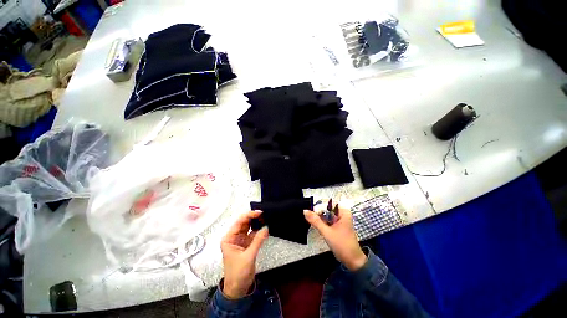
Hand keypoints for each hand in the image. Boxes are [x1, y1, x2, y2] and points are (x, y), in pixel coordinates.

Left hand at [221, 210, 268, 298]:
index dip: (249, 215)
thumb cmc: (238, 273)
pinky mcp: (247, 245)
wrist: (238, 289)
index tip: (259, 213)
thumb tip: (266, 227)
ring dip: (257, 223)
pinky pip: (253, 234)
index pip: (239, 222)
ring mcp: (241, 240)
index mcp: (229, 238)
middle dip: (253, 218)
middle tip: (264, 214)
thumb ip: (258, 240)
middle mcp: (234, 237)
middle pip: (244, 223)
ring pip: (249, 228)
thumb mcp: (248, 256)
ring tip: (266, 218)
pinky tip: (265, 227)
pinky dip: (259, 231)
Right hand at [304, 207, 366, 270]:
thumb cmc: (342, 245)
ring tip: (311, 220)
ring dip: (319, 217)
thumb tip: (305, 211)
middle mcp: (342, 213)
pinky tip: (316, 224)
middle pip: (326, 208)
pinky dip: (321, 222)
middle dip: (318, 212)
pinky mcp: (337, 225)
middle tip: (308, 216)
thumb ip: (315, 221)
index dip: (318, 206)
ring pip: (326, 214)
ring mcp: (339, 219)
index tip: (309, 211)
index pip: (327, 203)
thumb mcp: (327, 232)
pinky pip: (327, 219)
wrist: (352, 261)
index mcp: (343, 212)